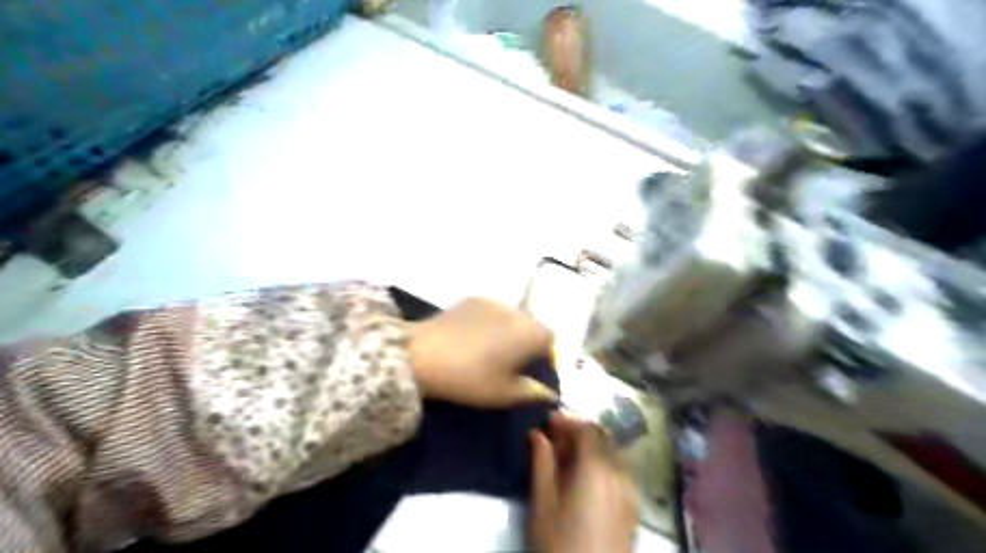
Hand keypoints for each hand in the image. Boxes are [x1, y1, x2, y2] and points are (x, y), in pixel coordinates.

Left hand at [406, 299, 557, 409]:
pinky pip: (491, 311)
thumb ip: (534, 393)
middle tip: (509, 363)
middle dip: (527, 342)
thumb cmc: (471, 378)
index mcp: (532, 333)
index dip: (544, 357)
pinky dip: (490, 322)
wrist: (424, 355)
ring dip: (508, 330)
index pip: (551, 341)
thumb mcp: (505, 394)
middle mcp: (518, 312)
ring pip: (512, 317)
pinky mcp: (473, 299)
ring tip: (489, 349)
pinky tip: (472, 337)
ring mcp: (494, 301)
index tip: (530, 372)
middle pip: (532, 326)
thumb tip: (551, 394)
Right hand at [531, 413, 638, 552]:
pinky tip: (584, 479)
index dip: (567, 420)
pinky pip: (618, 471)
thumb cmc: (560, 544)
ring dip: (590, 447)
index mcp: (597, 468)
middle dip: (579, 432)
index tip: (547, 422)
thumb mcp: (542, 503)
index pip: (586, 429)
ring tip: (565, 459)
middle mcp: (620, 473)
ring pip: (612, 453)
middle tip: (554, 439)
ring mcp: (630, 491)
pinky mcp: (633, 507)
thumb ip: (541, 462)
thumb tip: (537, 434)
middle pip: (603, 437)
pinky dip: (601, 464)